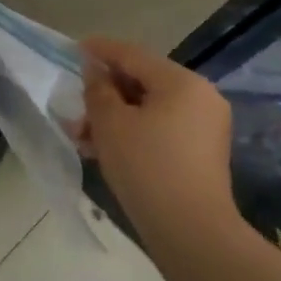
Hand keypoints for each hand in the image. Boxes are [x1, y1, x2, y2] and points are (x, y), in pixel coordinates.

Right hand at [75, 37, 236, 222]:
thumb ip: (98, 89)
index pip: (133, 55)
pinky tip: (105, 149)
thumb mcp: (111, 123)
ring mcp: (205, 125)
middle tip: (75, 106)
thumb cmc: (147, 167)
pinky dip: (134, 131)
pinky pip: (162, 127)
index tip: (75, 49)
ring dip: (115, 116)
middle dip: (105, 93)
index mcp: (182, 82)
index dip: (101, 50)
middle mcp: (200, 97)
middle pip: (143, 81)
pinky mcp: (202, 152)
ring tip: (83, 135)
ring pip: (150, 108)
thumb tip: (95, 71)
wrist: (192, 232)